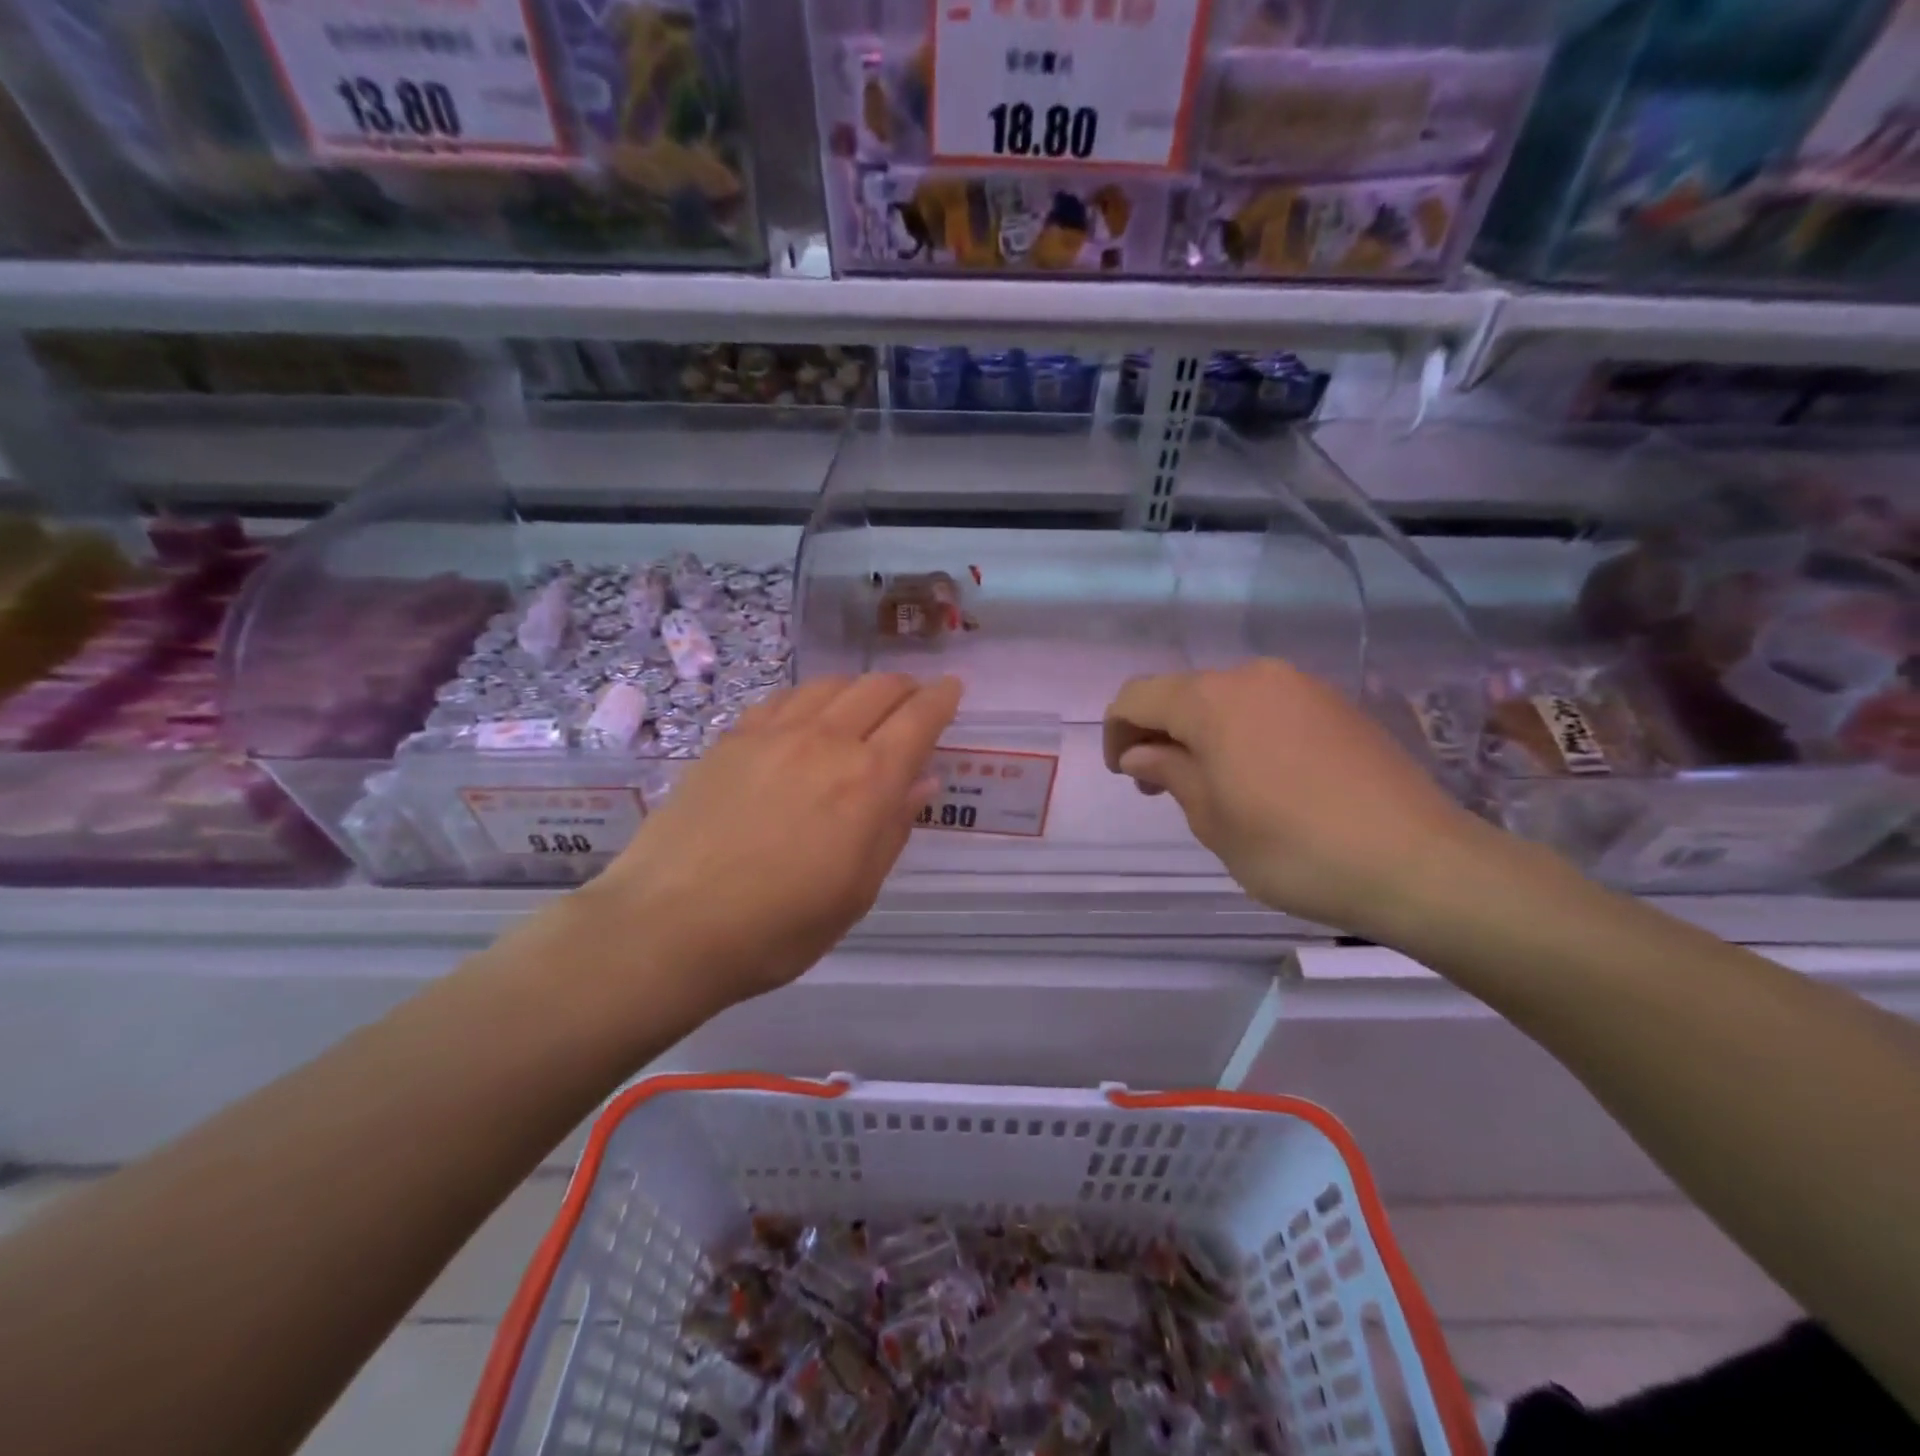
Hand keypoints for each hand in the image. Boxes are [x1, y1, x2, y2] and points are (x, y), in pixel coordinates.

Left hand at [574, 673, 961, 1013]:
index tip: (953, 687)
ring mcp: (773, 734)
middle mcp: (825, 742)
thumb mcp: (856, 893)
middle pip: (876, 689)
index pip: (918, 719)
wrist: (669, 925)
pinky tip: (803, 717)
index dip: (942, 698)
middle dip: (904, 687)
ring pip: (828, 685)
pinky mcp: (731, 740)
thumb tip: (922, 781)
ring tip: (862, 706)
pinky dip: (809, 699)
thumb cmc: (778, 927)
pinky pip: (782, 700)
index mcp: (868, 781)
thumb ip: (893, 828)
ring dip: (857, 688)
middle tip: (913, 699)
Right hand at [1103, 659, 1491, 936]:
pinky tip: (1263, 779)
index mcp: (1212, 700)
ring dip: (1203, 734)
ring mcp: (1302, 687)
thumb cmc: (1293, 849)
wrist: (1418, 863)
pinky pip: (1269, 708)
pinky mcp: (1338, 706)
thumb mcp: (1212, 819)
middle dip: (1160, 734)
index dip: (1118, 732)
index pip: (1138, 696)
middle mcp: (1254, 677)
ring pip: (1227, 700)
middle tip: (1161, 787)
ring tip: (1214, 787)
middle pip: (1183, 693)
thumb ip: (1169, 773)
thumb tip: (1141, 752)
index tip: (1125, 775)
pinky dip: (1245, 734)